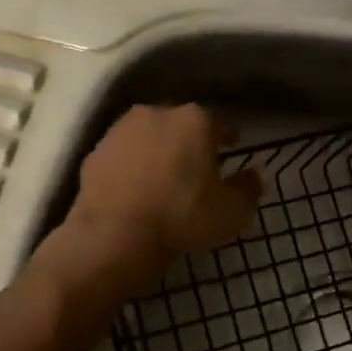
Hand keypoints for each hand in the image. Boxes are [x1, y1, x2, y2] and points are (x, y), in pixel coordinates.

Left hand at [62, 104, 261, 285]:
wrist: (114, 237)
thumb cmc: (183, 217)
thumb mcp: (232, 211)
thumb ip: (249, 188)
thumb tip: (256, 175)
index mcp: (195, 120)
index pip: (221, 123)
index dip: (229, 137)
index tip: (232, 149)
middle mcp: (157, 113)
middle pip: (182, 124)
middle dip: (191, 141)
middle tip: (198, 167)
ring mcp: (121, 130)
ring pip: (149, 136)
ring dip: (159, 151)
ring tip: (165, 178)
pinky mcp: (95, 152)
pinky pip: (123, 156)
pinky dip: (132, 167)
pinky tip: (136, 190)